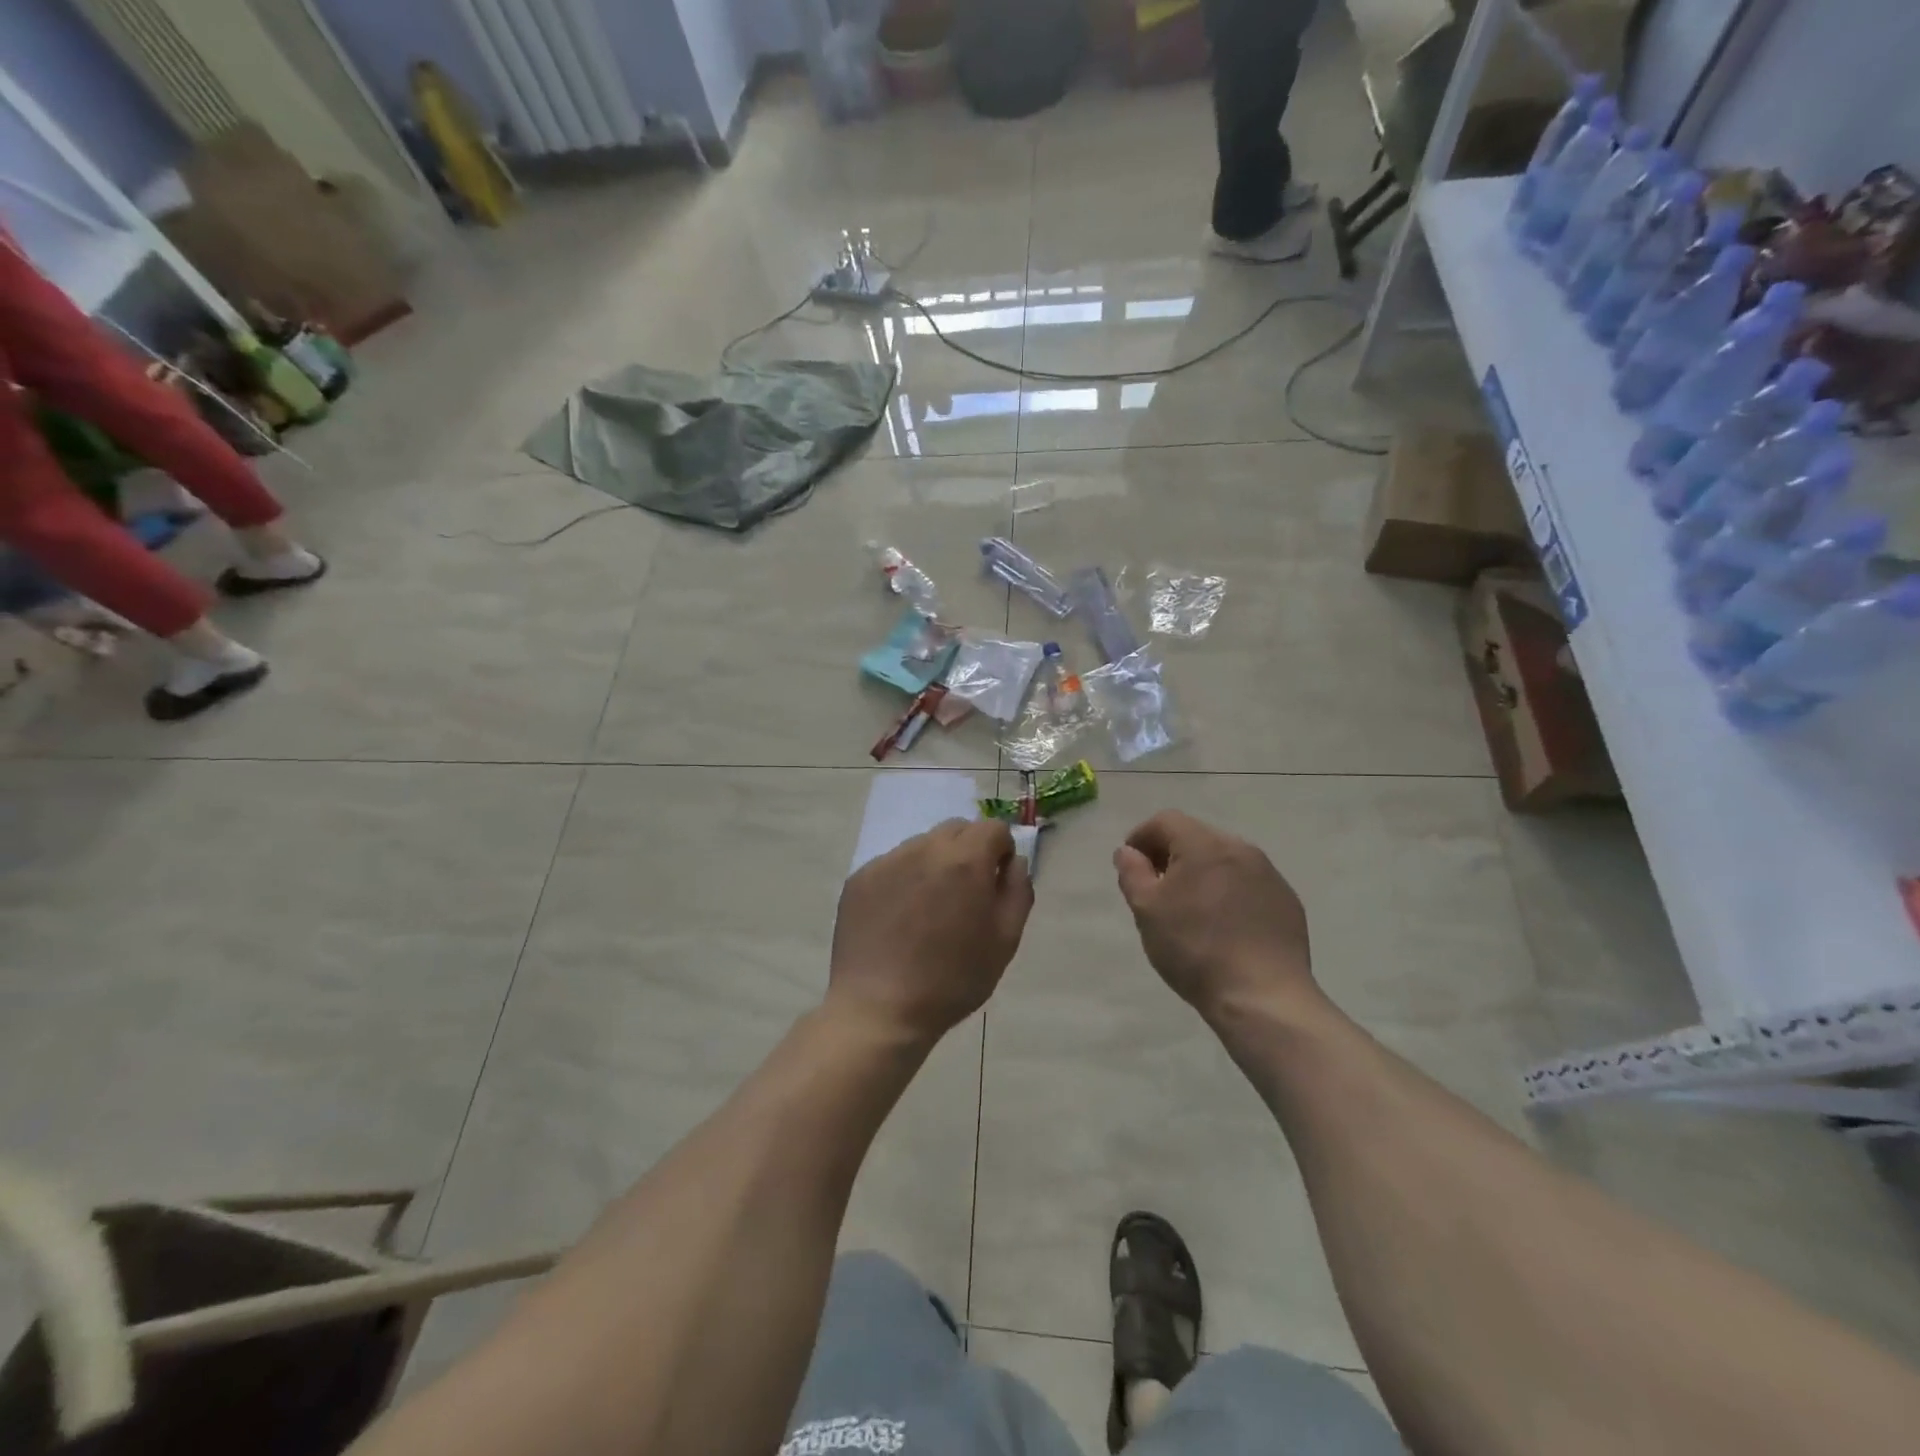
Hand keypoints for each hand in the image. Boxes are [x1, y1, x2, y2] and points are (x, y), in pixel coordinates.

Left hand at [829, 819, 1032, 1047]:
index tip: (994, 884)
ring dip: (934, 863)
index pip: (993, 828)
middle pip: (956, 829)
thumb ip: (1017, 891)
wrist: (880, 1009)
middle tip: (964, 895)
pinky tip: (899, 918)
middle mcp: (925, 849)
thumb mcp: (1005, 941)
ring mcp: (887, 861)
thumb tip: (1014, 862)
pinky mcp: (860, 878)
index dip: (1000, 852)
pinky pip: (892, 864)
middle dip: (968, 851)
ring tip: (927, 909)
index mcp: (965, 860)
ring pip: (922, 845)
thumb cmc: (953, 980)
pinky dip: (903, 879)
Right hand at [1113, 811, 1318, 1025]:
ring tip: (1190, 910)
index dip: (1142, 837)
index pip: (1165, 821)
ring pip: (1224, 860)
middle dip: (1171, 855)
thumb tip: (1128, 851)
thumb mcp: (1146, 910)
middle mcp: (1240, 848)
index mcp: (1204, 844)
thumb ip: (1132, 872)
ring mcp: (1269, 875)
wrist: (1262, 996)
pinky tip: (1224, 927)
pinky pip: (1248, 884)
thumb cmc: (1194, 948)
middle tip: (1156, 889)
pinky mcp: (1287, 901)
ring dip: (1202, 874)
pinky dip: (1229, 893)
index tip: (1132, 866)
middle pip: (1196, 837)